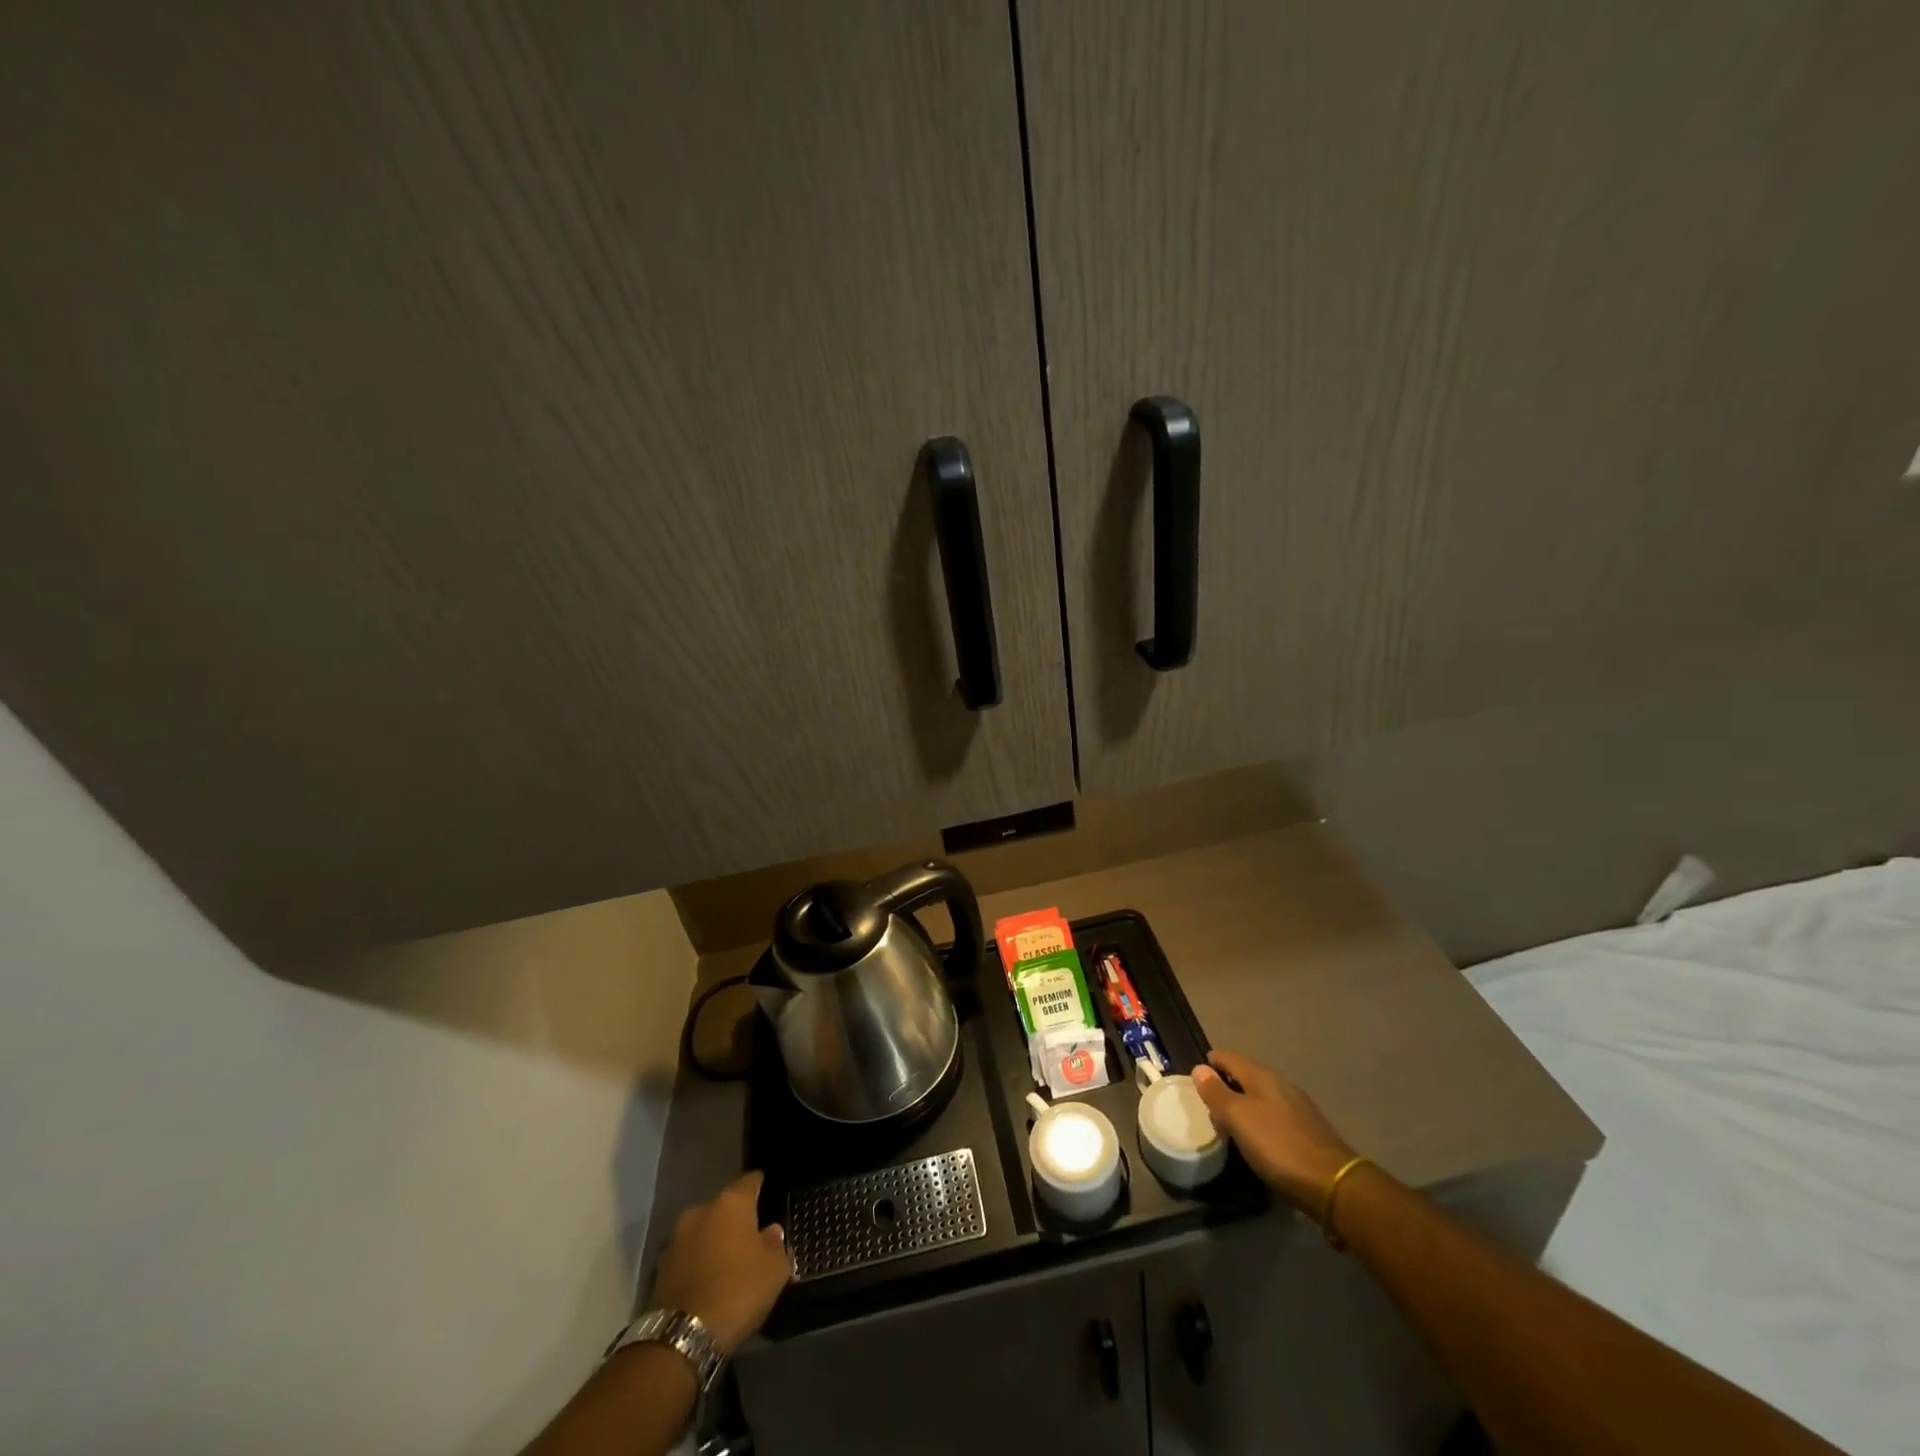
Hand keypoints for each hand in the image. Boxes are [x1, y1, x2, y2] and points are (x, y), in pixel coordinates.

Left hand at [647, 1172, 792, 1355]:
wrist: (680, 1339)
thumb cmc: (737, 1292)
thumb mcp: (774, 1270)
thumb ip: (776, 1244)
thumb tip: (771, 1232)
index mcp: (732, 1202)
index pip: (750, 1181)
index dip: (760, 1186)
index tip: (767, 1193)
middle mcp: (701, 1210)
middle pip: (724, 1206)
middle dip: (735, 1219)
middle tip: (749, 1238)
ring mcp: (676, 1238)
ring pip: (702, 1231)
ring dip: (713, 1241)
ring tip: (726, 1263)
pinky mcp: (659, 1267)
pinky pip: (686, 1256)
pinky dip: (696, 1263)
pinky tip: (706, 1282)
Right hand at [1192, 1050, 1357, 1210]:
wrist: (1333, 1185)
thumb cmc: (1278, 1145)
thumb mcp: (1239, 1118)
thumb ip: (1217, 1093)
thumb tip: (1199, 1068)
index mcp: (1262, 1077)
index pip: (1229, 1057)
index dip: (1210, 1063)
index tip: (1195, 1077)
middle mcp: (1281, 1086)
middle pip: (1245, 1077)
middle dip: (1225, 1086)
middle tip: (1207, 1106)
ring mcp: (1298, 1109)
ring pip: (1261, 1098)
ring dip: (1243, 1107)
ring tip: (1228, 1126)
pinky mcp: (1308, 1133)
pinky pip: (1274, 1118)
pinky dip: (1259, 1123)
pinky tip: (1257, 1142)